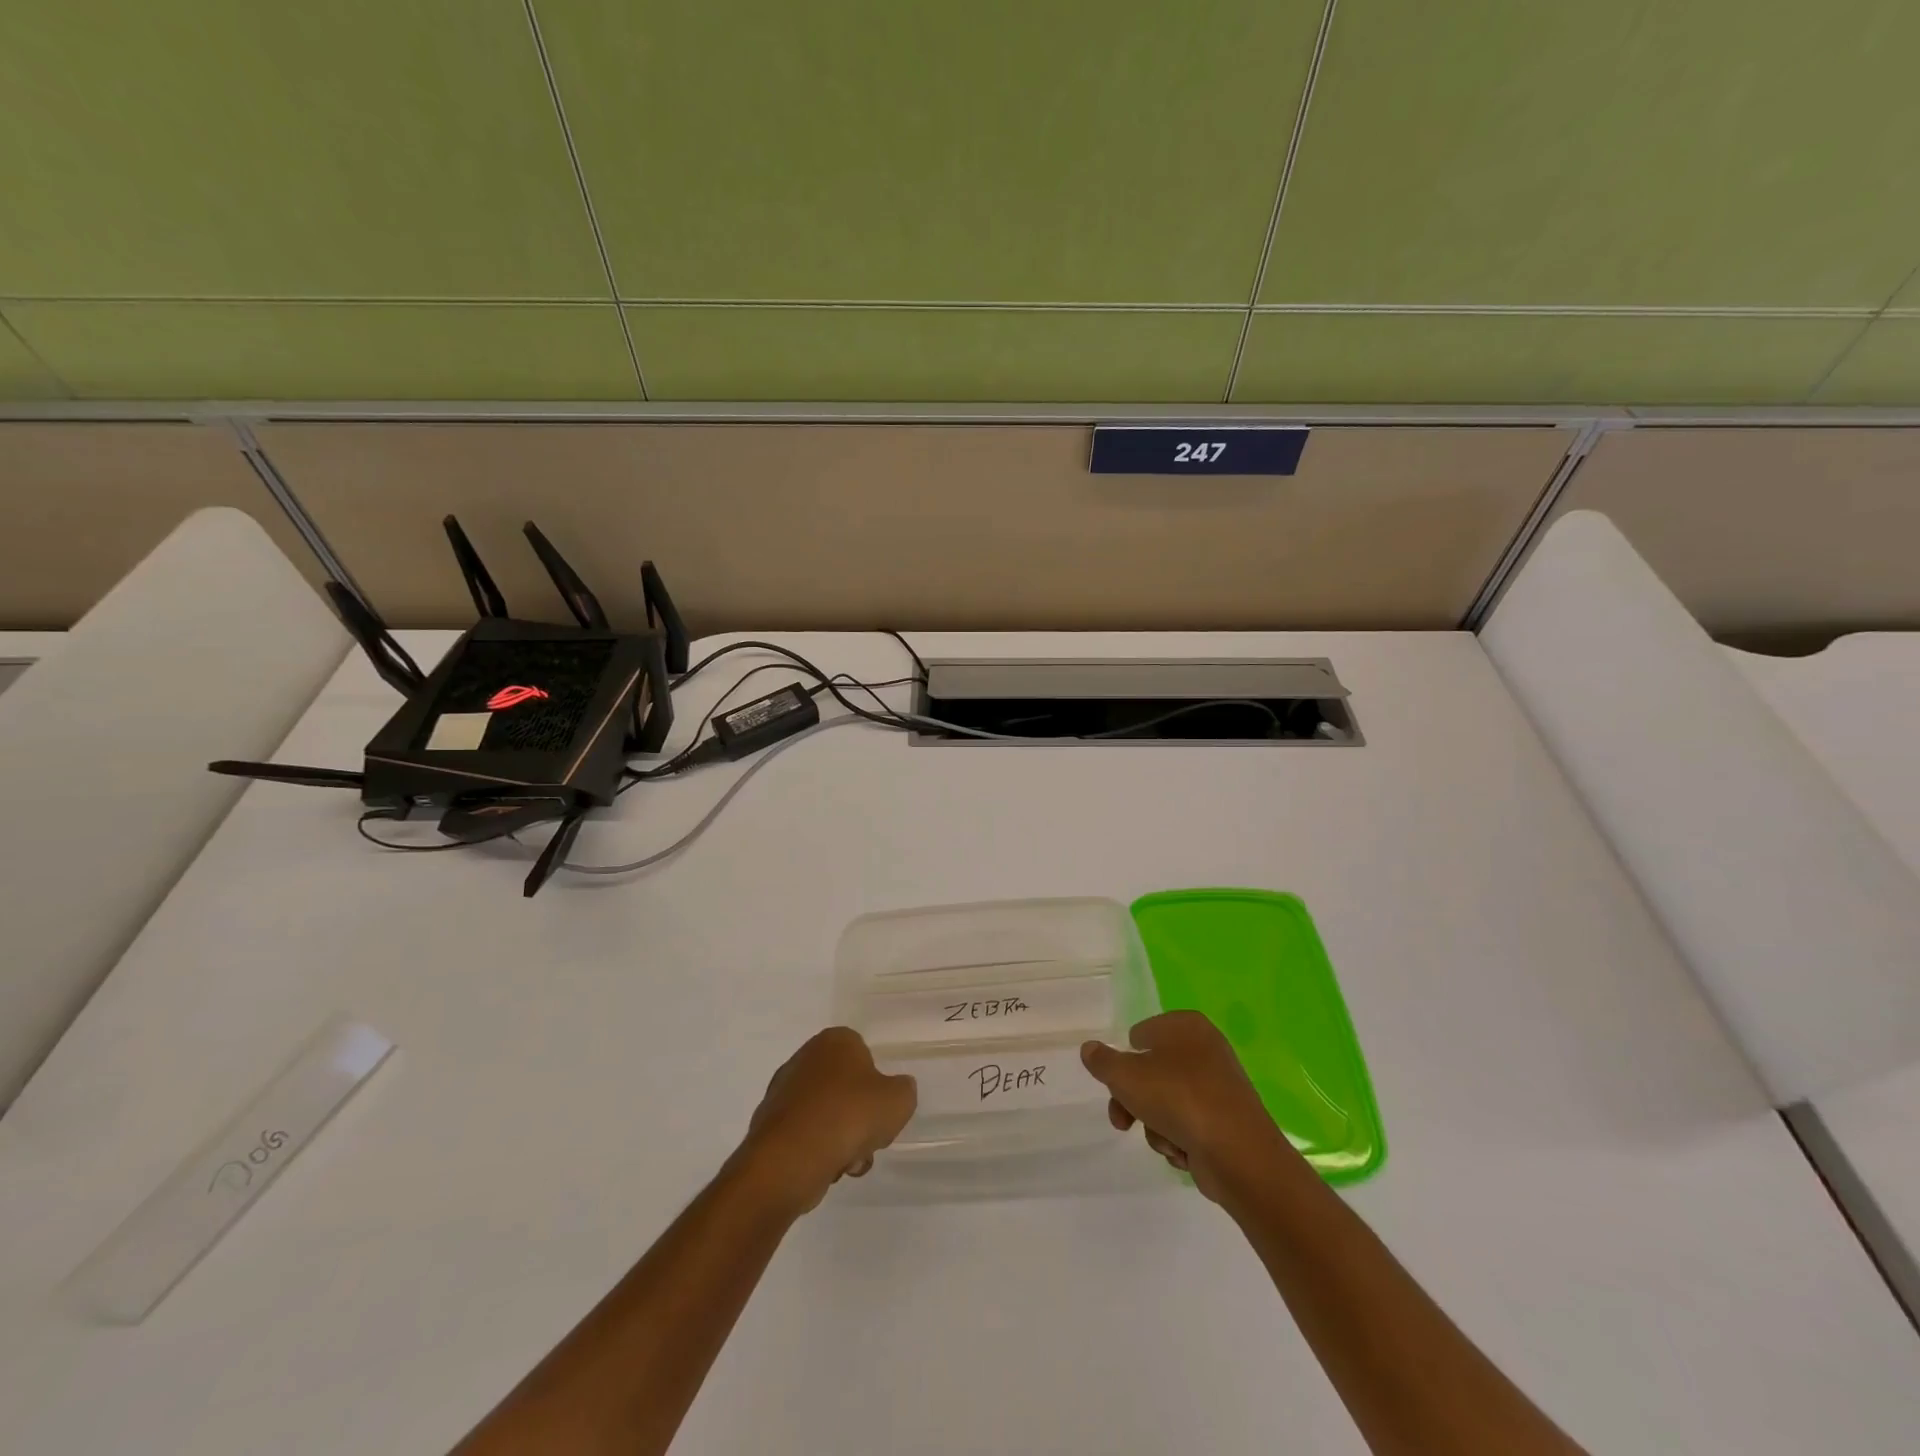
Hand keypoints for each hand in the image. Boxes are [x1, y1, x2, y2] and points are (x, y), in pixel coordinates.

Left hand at [737, 1028, 916, 1214]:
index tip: (881, 1110)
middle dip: (858, 1116)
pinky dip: (817, 1151)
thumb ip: (903, 1090)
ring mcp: (783, 1091)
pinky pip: (805, 1135)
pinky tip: (825, 1169)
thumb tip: (896, 1091)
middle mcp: (805, 1057)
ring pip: (826, 1114)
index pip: (864, 1054)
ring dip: (841, 1138)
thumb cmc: (849, 1116)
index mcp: (835, 1040)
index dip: (877, 1084)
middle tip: (868, 1139)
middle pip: (845, 1088)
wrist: (790, 1159)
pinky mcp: (769, 1125)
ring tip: (848, 1162)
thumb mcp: (899, 1101)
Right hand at [1081, 1011, 1296, 1204]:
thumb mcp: (1125, 1076)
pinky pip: (1190, 1125)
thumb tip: (1089, 1048)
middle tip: (1122, 1121)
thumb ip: (1102, 1061)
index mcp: (1186, 1025)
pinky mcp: (1227, 1120)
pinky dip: (1180, 1139)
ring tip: (1163, 1139)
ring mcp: (1219, 1086)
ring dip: (1155, 1124)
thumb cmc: (1178, 1098)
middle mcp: (1205, 1048)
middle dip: (1133, 1100)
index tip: (1117, 1083)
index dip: (1125, 1059)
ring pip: (1167, 1102)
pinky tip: (1183, 1151)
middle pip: (1152, 1072)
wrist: (1238, 1154)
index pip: (1141, 1033)